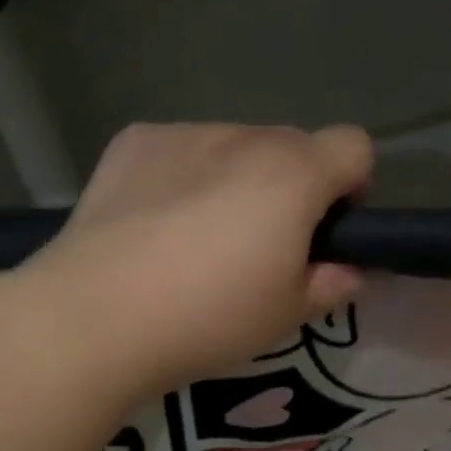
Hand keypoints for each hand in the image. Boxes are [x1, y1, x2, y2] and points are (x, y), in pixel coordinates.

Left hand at [27, 122, 372, 393]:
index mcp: (293, 175)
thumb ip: (332, 284)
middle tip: (260, 245)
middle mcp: (244, 137)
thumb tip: (348, 271)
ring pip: (234, 146)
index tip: (326, 230)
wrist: (96, 316)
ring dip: (236, 178)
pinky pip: (182, 150)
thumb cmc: (208, 317)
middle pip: (292, 145)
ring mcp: (184, 133)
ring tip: (196, 237)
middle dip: (292, 185)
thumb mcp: (287, 315)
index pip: (354, 145)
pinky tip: (154, 223)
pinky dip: (184, 176)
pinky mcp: (134, 142)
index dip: (351, 185)